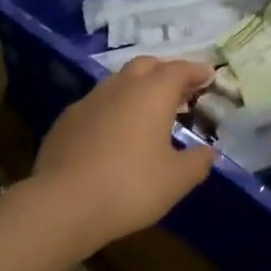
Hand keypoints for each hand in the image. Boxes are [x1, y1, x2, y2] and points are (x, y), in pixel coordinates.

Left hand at [32, 57, 216, 254]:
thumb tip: (209, 153)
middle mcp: (122, 85)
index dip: (197, 71)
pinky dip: (112, 110)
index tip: (208, 76)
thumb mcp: (176, 181)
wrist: (62, 204)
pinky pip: (97, 104)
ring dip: (137, 89)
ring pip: (120, 82)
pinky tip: (112, 134)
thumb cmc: (129, 187)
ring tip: (147, 113)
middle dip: (166, 72)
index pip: (180, 69)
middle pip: (148, 65)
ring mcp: (90, 99)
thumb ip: (198, 163)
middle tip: (179, 91)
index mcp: (153, 92)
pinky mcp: (67, 119)